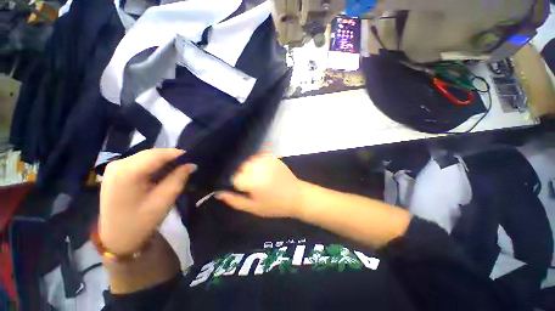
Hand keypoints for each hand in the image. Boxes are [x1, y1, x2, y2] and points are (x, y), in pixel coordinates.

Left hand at [99, 149, 195, 255]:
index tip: (194, 158)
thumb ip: (179, 178)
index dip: (179, 154)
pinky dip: (154, 164)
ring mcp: (115, 167)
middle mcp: (118, 164)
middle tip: (188, 164)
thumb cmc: (140, 222)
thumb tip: (191, 164)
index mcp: (128, 172)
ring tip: (178, 168)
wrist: (116, 239)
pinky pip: (140, 161)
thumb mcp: (164, 200)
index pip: (159, 154)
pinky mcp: (115, 171)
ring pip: (147, 156)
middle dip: (172, 157)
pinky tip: (162, 172)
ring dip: (164, 160)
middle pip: (152, 153)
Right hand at [216, 155, 302, 217]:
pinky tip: (262, 171)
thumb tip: (218, 193)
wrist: (296, 196)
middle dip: (242, 175)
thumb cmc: (275, 206)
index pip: (235, 178)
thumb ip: (235, 200)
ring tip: (256, 177)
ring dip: (248, 168)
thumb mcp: (253, 208)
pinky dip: (256, 163)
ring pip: (248, 161)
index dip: (237, 184)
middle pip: (240, 167)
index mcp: (254, 182)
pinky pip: (258, 157)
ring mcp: (267, 161)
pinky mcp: (273, 158)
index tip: (243, 190)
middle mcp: (259, 168)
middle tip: (251, 185)